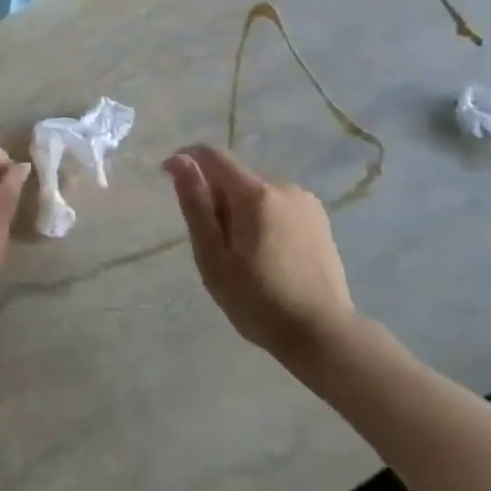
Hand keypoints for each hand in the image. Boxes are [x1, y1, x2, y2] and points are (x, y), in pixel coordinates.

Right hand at [164, 144, 354, 357]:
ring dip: (238, 210)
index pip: (212, 155)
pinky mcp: (319, 220)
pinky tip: (265, 256)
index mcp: (255, 193)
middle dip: (215, 197)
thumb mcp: (213, 256)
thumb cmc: (257, 300)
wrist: (322, 334)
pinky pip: (277, 206)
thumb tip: (181, 160)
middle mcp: (283, 187)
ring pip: (256, 193)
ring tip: (240, 256)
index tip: (169, 180)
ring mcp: (306, 203)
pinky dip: (261, 219)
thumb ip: (196, 204)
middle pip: (235, 177)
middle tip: (211, 244)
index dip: (186, 160)